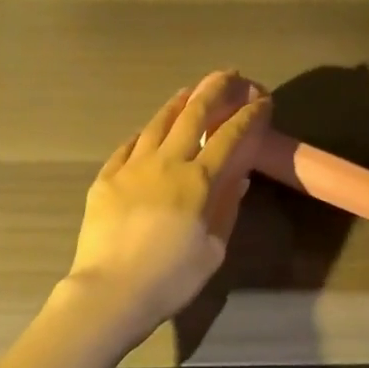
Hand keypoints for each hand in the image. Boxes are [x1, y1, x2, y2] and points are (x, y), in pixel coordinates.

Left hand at [61, 70, 271, 348]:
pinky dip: (144, 133)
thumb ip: (226, 209)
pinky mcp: (107, 177)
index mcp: (198, 181)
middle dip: (215, 90)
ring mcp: (133, 166)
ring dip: (179, 103)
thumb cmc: (170, 278)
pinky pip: (128, 145)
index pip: (229, 137)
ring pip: (159, 123)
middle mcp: (167, 163)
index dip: (248, 115)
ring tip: (190, 91)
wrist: (110, 292)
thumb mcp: (213, 250)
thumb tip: (238, 178)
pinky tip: (149, 129)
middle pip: (194, 115)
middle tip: (229, 75)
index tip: (261, 100)